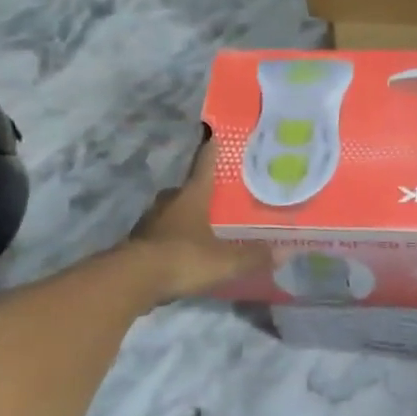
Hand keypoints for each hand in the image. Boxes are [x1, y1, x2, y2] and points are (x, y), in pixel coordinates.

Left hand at [126, 137, 269, 302]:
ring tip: (204, 225)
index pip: (203, 165)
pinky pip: (161, 235)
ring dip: (185, 216)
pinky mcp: (139, 245)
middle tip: (217, 196)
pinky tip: (185, 251)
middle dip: (199, 191)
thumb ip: (253, 256)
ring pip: (171, 212)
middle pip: (185, 190)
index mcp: (191, 196)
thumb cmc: (182, 258)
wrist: (131, 281)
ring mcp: (150, 223)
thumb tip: (285, 252)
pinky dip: (173, 239)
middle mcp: (168, 203)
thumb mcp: (224, 260)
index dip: (211, 150)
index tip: (214, 134)